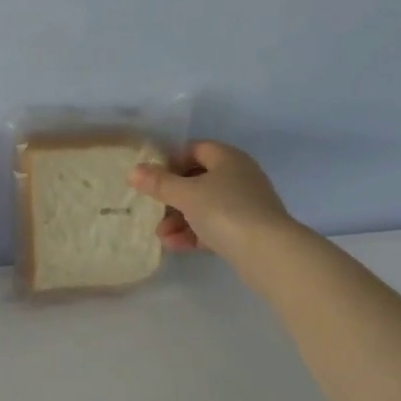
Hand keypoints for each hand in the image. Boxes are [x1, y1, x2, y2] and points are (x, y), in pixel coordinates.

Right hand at [128, 141, 295, 266]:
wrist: (267, 251)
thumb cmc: (225, 210)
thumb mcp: (186, 194)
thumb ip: (159, 182)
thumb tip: (133, 171)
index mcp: (228, 158)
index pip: (195, 149)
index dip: (171, 159)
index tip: (151, 177)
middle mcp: (239, 176)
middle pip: (198, 179)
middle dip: (172, 196)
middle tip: (152, 209)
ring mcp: (244, 205)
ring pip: (204, 206)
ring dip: (179, 219)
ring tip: (161, 234)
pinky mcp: (246, 231)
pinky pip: (213, 227)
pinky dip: (193, 233)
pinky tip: (174, 245)